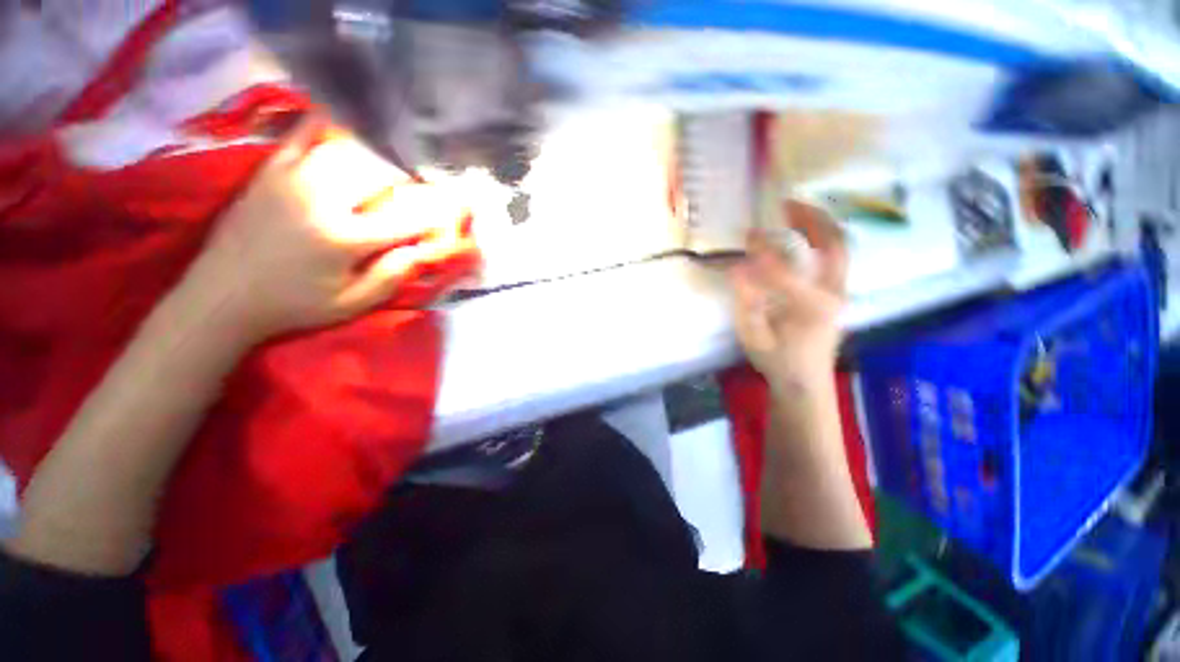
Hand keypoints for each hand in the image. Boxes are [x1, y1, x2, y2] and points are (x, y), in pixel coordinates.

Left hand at [182, 117, 472, 343]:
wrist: (221, 295)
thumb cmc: (293, 305)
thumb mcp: (350, 305)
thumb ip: (390, 277)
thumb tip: (422, 251)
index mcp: (344, 239)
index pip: (406, 218)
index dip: (435, 213)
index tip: (453, 210)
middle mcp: (322, 200)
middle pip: (381, 173)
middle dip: (410, 178)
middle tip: (422, 185)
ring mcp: (293, 178)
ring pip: (349, 149)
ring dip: (380, 155)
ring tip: (394, 163)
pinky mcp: (271, 169)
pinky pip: (305, 134)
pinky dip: (333, 127)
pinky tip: (351, 130)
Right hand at [730, 200, 847, 388]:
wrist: (805, 383)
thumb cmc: (777, 362)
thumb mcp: (753, 336)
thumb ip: (746, 300)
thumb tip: (737, 267)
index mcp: (809, 306)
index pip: (784, 268)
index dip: (762, 249)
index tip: (746, 236)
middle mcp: (833, 293)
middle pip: (833, 244)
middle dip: (812, 218)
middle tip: (786, 204)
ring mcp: (840, 293)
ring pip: (839, 248)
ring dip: (820, 225)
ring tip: (795, 213)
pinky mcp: (838, 295)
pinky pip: (835, 258)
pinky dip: (822, 239)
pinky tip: (803, 237)